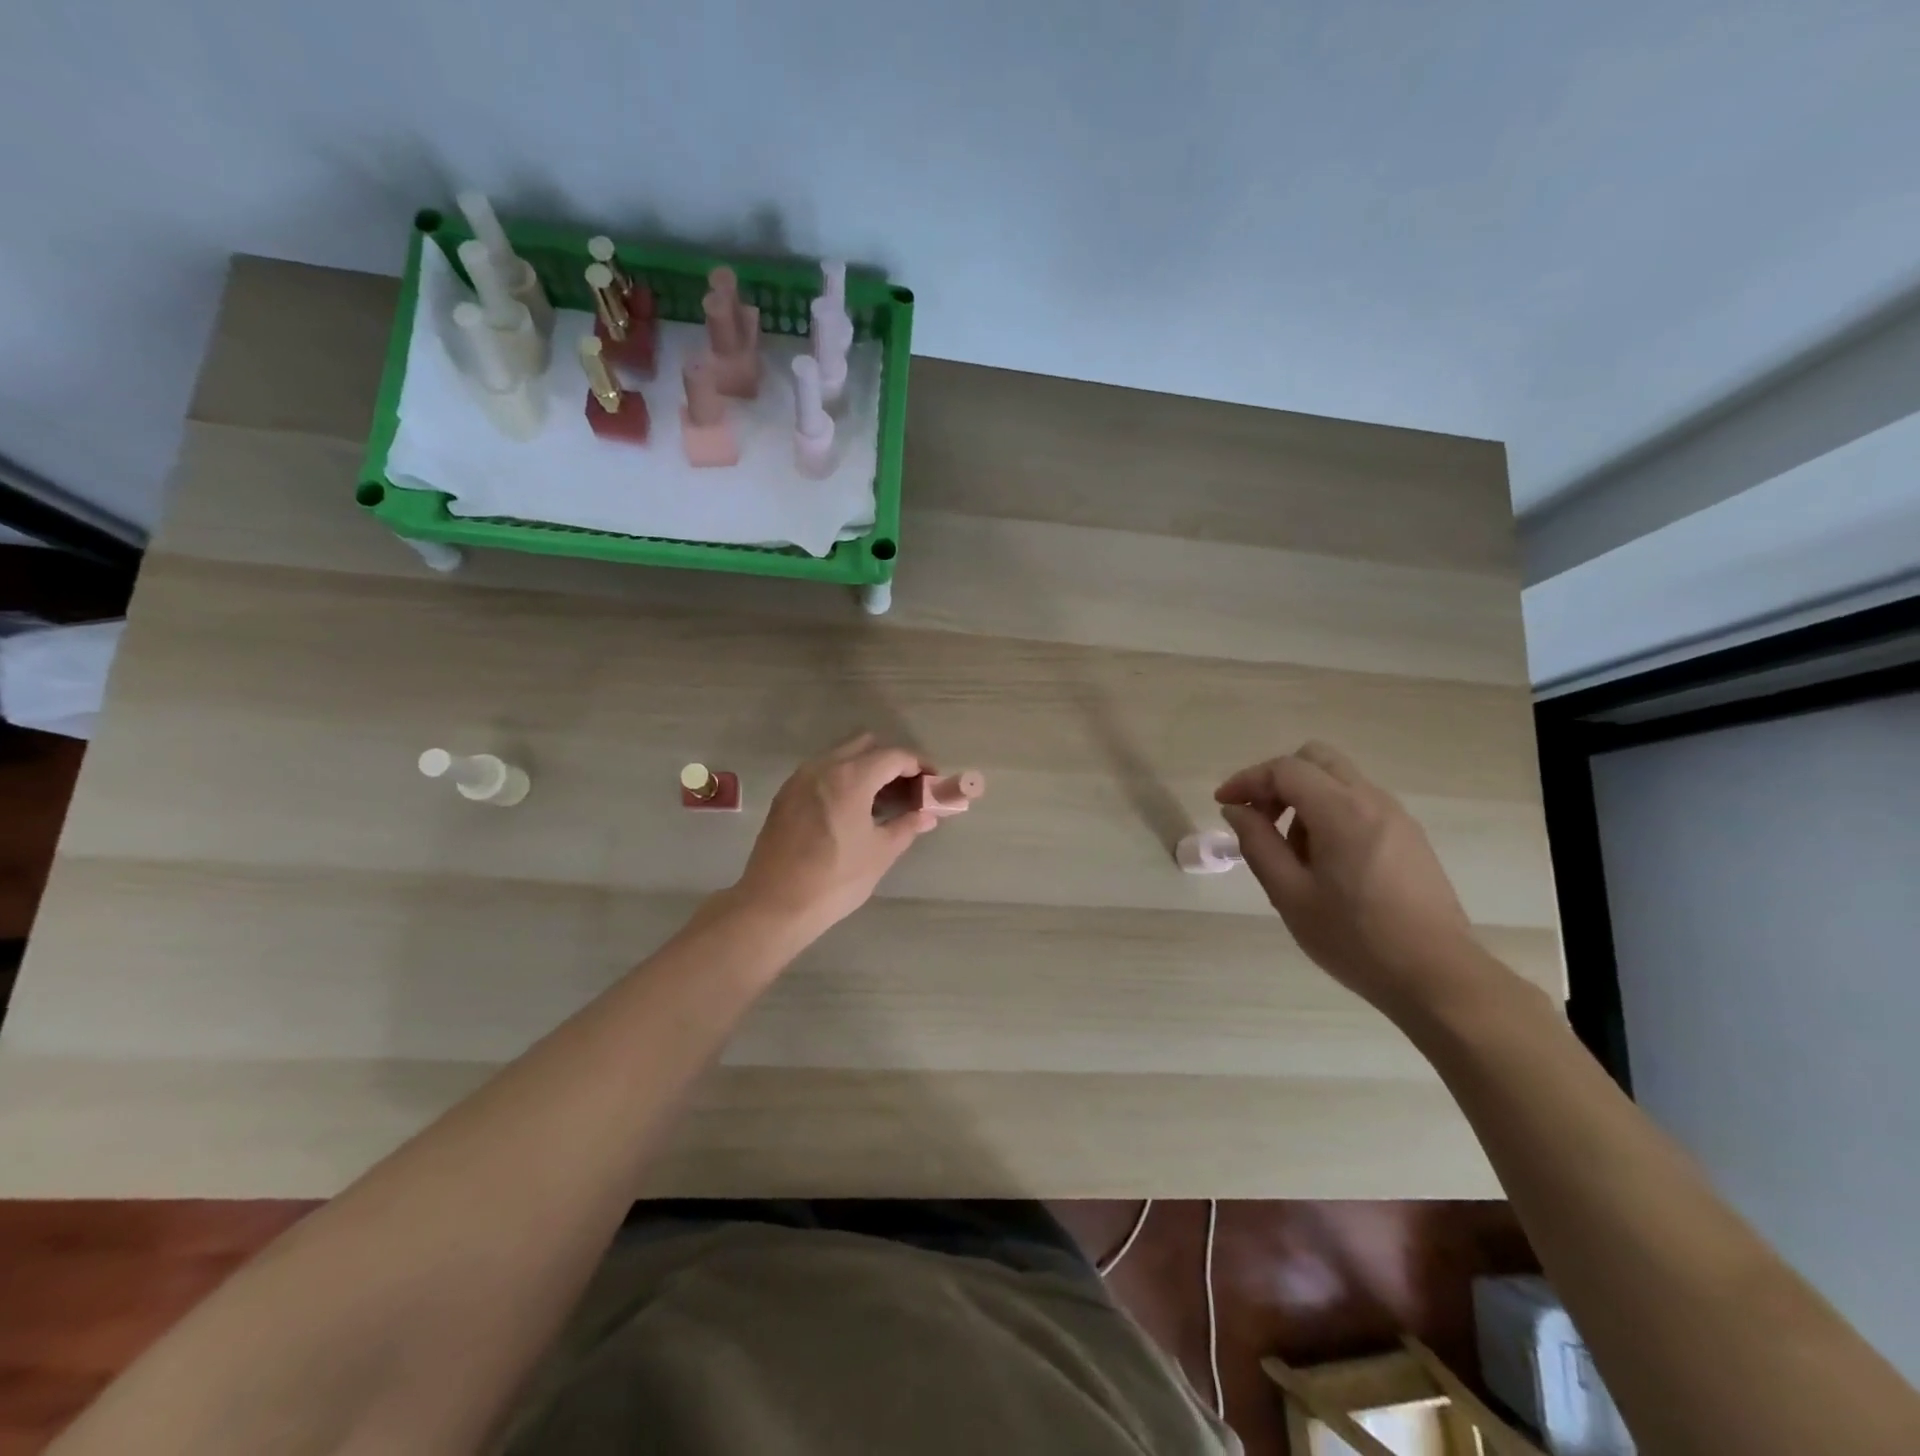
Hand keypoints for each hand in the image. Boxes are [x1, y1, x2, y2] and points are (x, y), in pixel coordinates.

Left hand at [731, 733, 936, 938]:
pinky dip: (843, 778)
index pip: (894, 756)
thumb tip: (928, 815)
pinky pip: (822, 772)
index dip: (919, 765)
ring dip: (866, 767)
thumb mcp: (880, 853)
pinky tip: (853, 809)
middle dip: (891, 761)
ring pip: (841, 755)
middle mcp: (823, 767)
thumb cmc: (835, 879)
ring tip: (882, 800)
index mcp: (851, 777)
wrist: (775, 904)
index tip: (933, 782)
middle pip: (866, 745)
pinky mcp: (786, 794)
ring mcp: (800, 778)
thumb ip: (907, 826)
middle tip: (908, 788)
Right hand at [1215, 741, 1489, 1017]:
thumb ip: (1257, 843)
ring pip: (1338, 781)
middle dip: (1278, 780)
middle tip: (1259, 818)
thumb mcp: (1289, 894)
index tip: (1224, 804)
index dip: (1247, 780)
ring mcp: (1396, 817)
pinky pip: (1359, 804)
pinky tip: (1324, 864)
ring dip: (1304, 800)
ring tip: (1291, 854)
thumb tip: (1236, 810)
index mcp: (1341, 810)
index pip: (1285, 769)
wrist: (1437, 977)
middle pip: (1316, 759)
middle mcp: (1372, 800)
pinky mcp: (1409, 837)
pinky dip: (1329, 814)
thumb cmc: (1354, 938)